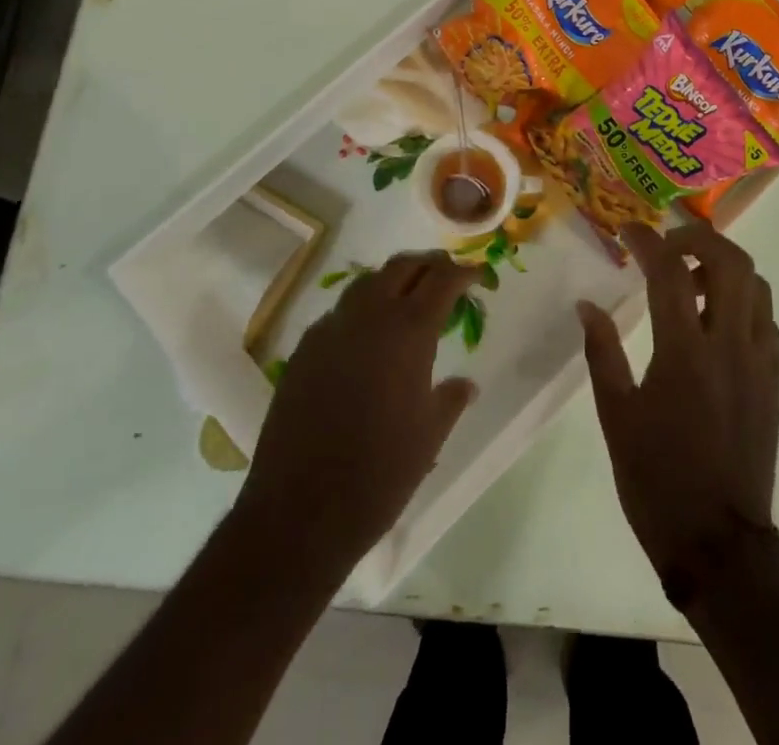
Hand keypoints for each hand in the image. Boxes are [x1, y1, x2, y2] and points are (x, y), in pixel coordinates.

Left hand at [237, 251, 479, 579]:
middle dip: (428, 265)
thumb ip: (450, 399)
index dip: (464, 272)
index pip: (442, 279)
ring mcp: (330, 330)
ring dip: (393, 281)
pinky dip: (362, 310)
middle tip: (446, 277)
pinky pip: (339, 313)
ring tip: (408, 300)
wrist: (299, 513)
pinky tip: (367, 339)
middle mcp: (368, 317)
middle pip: (402, 266)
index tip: (478, 275)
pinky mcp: (303, 351)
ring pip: (366, 283)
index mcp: (408, 331)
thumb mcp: (429, 436)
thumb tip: (466, 384)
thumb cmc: (379, 474)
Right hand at [578, 222, 778, 588]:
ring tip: (691, 281)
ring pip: (756, 285)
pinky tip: (716, 320)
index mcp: (685, 353)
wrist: (719, 544)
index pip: (670, 272)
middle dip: (699, 238)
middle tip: (668, 246)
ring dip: (724, 267)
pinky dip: (743, 300)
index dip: (648, 241)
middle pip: (731, 262)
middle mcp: (730, 346)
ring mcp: (759, 362)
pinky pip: (766, 319)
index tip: (628, 230)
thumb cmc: (657, 480)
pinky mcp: (773, 381)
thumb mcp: (616, 416)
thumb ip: (602, 352)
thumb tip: (586, 306)